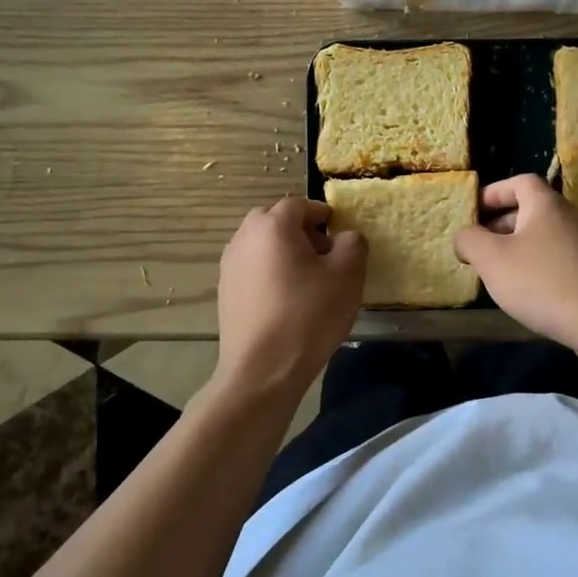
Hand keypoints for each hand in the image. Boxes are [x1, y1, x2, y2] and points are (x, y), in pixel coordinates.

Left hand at [215, 198, 366, 398]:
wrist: (262, 371)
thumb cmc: (308, 315)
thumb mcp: (347, 275)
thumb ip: (352, 244)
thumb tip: (344, 237)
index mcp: (272, 226)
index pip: (299, 205)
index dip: (322, 214)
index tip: (339, 231)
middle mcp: (244, 238)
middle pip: (274, 221)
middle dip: (300, 230)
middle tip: (324, 253)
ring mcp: (229, 266)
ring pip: (261, 245)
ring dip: (283, 251)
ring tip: (307, 279)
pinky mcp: (225, 293)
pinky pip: (252, 269)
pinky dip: (270, 272)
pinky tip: (287, 300)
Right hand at [454, 174, 577, 353]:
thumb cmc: (543, 283)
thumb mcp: (492, 260)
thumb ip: (470, 240)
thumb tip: (464, 236)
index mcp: (547, 204)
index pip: (519, 182)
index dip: (494, 192)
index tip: (474, 211)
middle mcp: (572, 216)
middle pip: (533, 209)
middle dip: (503, 224)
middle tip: (481, 246)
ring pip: (547, 236)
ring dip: (521, 247)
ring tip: (500, 272)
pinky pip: (562, 257)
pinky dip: (541, 265)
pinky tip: (530, 291)